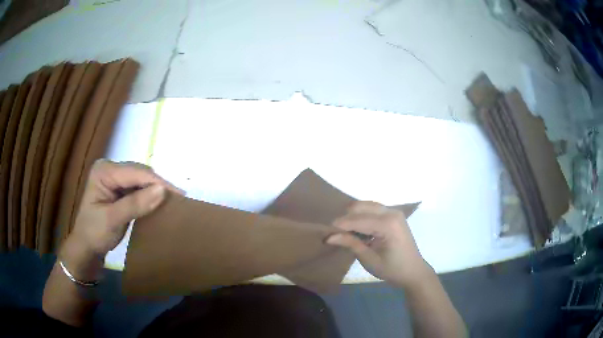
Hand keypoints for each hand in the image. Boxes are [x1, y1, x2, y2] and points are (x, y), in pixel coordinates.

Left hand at [69, 159, 182, 256]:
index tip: (179, 195)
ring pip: (140, 180)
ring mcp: (114, 178)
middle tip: (179, 199)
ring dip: (155, 190)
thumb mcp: (113, 220)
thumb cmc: (94, 233)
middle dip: (158, 185)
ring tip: (173, 200)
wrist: (87, 247)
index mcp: (104, 171)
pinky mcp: (118, 188)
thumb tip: (163, 191)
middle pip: (139, 173)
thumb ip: (135, 204)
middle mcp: (109, 169)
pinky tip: (159, 201)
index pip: (135, 173)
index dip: (158, 182)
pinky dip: (149, 195)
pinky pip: (138, 188)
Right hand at [326, 201, 430, 287]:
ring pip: (366, 206)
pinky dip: (363, 217)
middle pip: (361, 207)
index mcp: (388, 224)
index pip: (358, 220)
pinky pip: (373, 210)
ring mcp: (394, 212)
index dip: (340, 225)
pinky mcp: (394, 215)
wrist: (413, 271)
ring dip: (354, 216)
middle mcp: (391, 212)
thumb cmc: (392, 269)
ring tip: (345, 233)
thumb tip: (329, 237)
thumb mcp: (369, 259)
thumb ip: (350, 244)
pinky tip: (359, 231)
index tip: (325, 233)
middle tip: (335, 234)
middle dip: (346, 218)